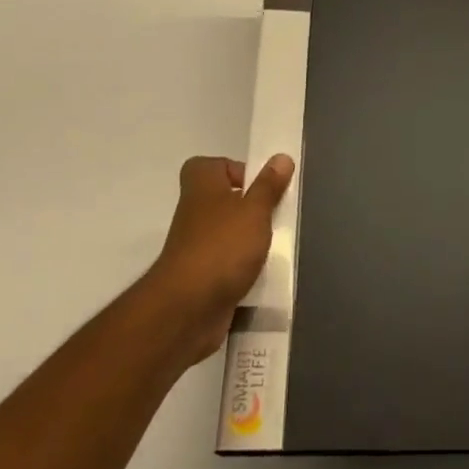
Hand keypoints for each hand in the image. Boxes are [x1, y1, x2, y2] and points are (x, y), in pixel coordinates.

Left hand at [145, 153, 293, 365]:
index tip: (260, 186)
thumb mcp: (255, 211)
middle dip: (250, 208)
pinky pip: (226, 265)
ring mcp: (195, 248)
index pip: (210, 166)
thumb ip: (269, 186)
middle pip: (223, 200)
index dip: (234, 170)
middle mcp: (194, 213)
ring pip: (227, 234)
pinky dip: (242, 269)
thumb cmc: (222, 247)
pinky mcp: (200, 279)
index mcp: (202, 187)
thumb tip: (281, 157)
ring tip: (273, 247)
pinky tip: (262, 275)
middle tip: (274, 216)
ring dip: (249, 240)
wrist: (187, 310)